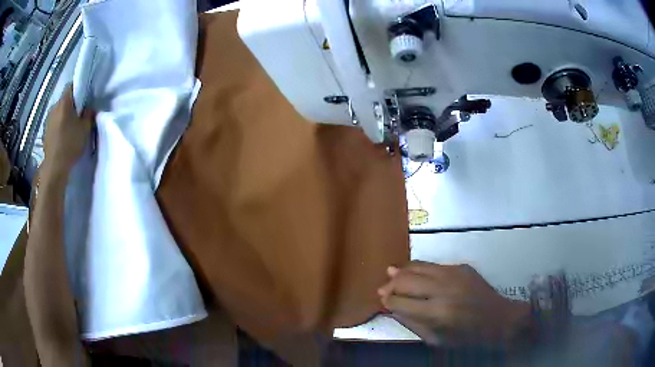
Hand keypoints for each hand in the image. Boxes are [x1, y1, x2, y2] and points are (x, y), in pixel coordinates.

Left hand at [44, 84, 93, 171]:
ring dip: (63, 116)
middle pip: (64, 100)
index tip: (83, 97)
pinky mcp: (45, 132)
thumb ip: (88, 114)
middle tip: (78, 115)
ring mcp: (48, 120)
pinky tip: (62, 136)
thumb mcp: (85, 129)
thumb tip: (88, 107)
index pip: (71, 86)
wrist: (55, 168)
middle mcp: (54, 107)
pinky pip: (53, 123)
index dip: (78, 88)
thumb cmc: (70, 144)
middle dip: (70, 105)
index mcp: (64, 102)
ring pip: (58, 112)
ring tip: (69, 128)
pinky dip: (58, 126)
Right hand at [378, 261, 529, 345]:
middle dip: (391, 284)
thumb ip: (413, 323)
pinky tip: (413, 271)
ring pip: (419, 266)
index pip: (401, 302)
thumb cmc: (467, 337)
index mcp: (437, 313)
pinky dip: (419, 268)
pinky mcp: (462, 266)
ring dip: (402, 271)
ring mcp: (454, 274)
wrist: (499, 319)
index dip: (388, 301)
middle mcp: (444, 289)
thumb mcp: (437, 340)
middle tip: (382, 288)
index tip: (381, 300)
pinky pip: (434, 264)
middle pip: (407, 280)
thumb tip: (393, 308)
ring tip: (390, 273)